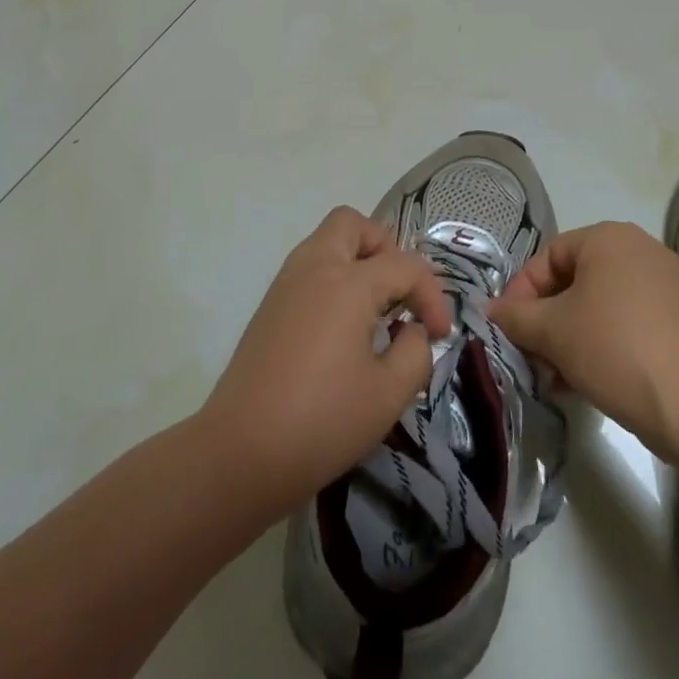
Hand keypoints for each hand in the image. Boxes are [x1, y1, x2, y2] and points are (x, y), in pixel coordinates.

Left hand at [200, 207, 453, 517]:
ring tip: (376, 311)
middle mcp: (314, 268)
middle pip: (352, 224)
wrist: (240, 453)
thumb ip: (415, 352)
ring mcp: (286, 284)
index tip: (439, 335)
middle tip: (399, 293)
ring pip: (326, 242)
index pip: (405, 266)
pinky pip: (309, 269)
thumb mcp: (389, 394)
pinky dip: (334, 280)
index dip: (432, 296)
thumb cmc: (322, 421)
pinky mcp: (269, 307)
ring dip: (358, 261)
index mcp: (348, 283)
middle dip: (385, 249)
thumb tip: (412, 332)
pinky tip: (345, 328)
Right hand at [489, 222, 678, 461]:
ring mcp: (663, 284)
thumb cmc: (613, 348)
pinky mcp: (677, 318)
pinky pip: (623, 321)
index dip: (520, 292)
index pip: (547, 257)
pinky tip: (582, 381)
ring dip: (567, 337)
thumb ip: (514, 315)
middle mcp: (638, 249)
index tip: (507, 329)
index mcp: (608, 237)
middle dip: (544, 321)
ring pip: (596, 305)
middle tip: (529, 356)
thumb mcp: (551, 331)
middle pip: (572, 281)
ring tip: (554, 377)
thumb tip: (486, 309)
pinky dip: (598, 343)